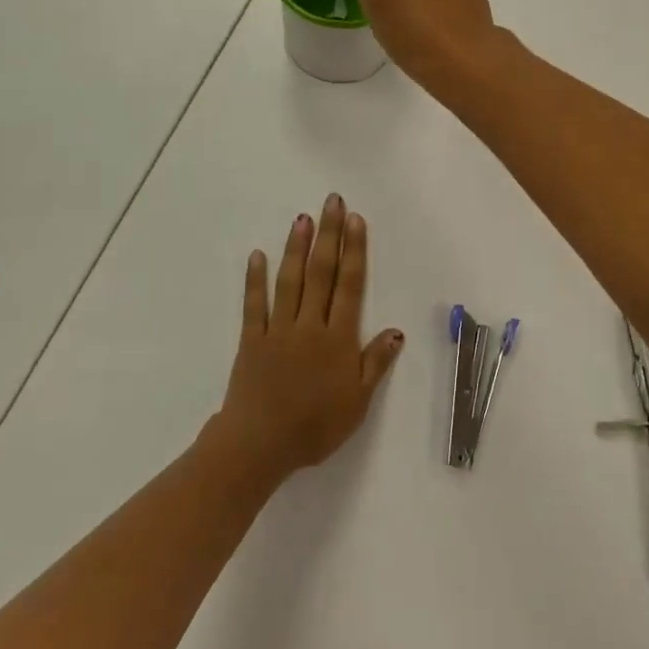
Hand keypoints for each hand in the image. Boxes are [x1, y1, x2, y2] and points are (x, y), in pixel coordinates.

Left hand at [210, 194, 404, 485]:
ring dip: (296, 247)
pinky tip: (258, 255)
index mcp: (338, 338)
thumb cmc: (315, 427)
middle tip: (331, 201)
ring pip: (290, 281)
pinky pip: (255, 304)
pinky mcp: (252, 340)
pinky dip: (256, 279)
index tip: (355, 220)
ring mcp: (279, 329)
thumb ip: (375, 363)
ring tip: (302, 218)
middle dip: (329, 235)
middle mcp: (310, 324)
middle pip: (322, 272)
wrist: (260, 446)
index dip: (354, 250)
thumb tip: (396, 331)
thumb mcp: (357, 402)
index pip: (350, 285)